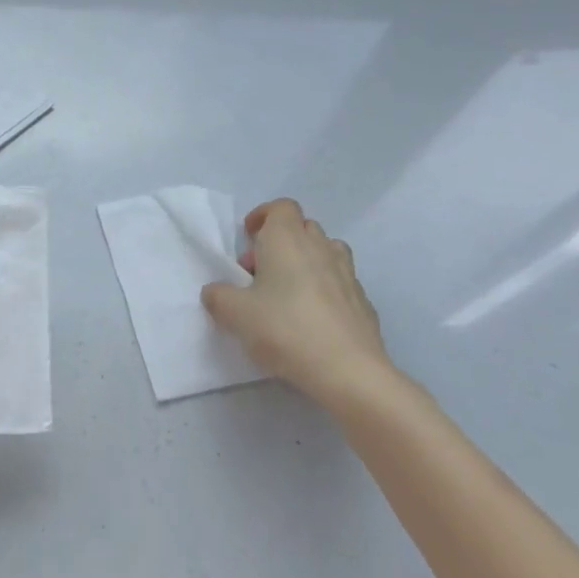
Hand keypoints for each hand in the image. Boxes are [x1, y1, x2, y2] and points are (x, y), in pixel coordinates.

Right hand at [201, 198, 392, 407]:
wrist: (349, 370)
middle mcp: (320, 247)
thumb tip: (215, 291)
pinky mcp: (363, 301)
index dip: (263, 216)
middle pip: (302, 227)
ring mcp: (347, 273)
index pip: (281, 206)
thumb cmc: (286, 329)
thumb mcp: (236, 314)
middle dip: (280, 241)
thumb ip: (219, 297)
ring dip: (307, 261)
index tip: (248, 237)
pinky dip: (326, 288)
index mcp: (287, 240)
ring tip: (288, 291)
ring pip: (326, 251)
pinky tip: (313, 318)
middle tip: (260, 272)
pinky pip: (340, 282)